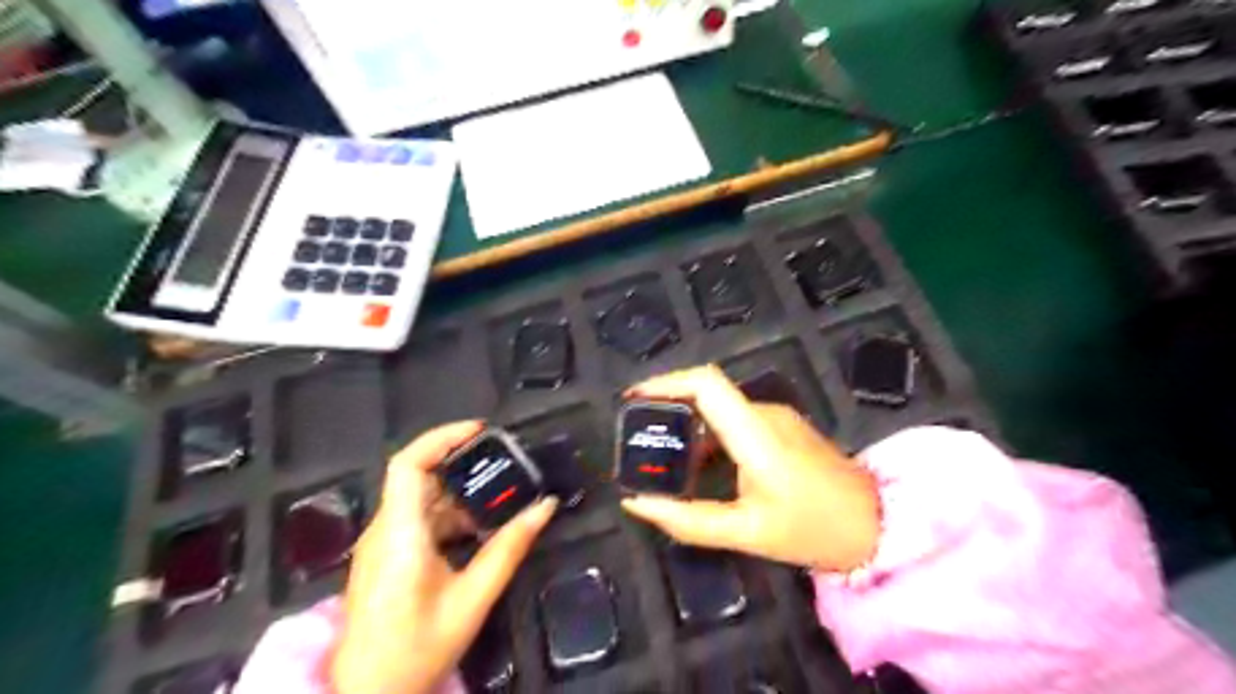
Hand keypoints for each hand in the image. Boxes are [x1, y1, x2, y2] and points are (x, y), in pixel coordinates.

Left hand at [330, 420, 557, 693]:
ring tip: (499, 496)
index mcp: (400, 533)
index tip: (481, 430)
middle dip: (461, 463)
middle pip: (418, 477)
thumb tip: (545, 507)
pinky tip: (478, 530)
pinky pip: (417, 520)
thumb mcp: (473, 598)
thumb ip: (509, 548)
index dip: (442, 437)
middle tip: (503, 460)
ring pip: (420, 499)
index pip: (409, 464)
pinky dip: (449, 516)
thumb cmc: (418, 648)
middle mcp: (384, 530)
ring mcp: (381, 544)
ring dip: (459, 493)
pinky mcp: (385, 557)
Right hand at [624, 366, 882, 570]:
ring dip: (687, 424)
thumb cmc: (813, 530)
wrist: (877, 525)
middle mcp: (765, 413)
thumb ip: (687, 520)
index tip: (632, 401)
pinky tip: (699, 465)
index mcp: (756, 434)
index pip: (706, 384)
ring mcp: (777, 417)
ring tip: (662, 457)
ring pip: (720, 407)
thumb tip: (635, 503)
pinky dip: (708, 434)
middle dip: (667, 406)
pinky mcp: (783, 426)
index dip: (664, 382)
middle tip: (638, 436)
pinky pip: (735, 419)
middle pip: (707, 390)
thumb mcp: (746, 532)